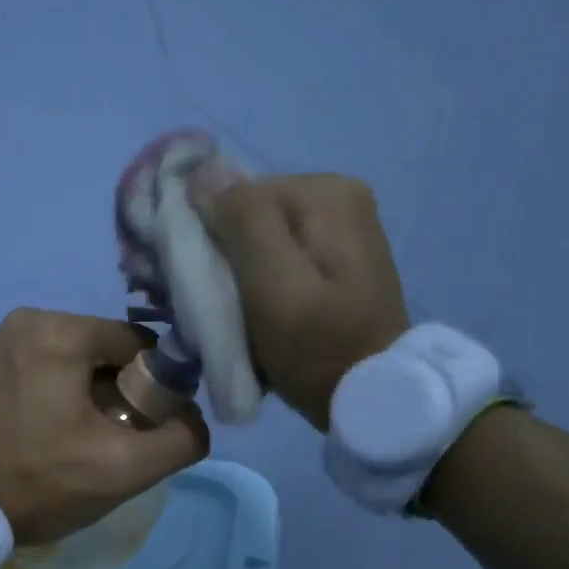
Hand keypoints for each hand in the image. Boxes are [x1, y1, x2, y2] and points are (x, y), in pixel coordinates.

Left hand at [0, 309, 209, 544]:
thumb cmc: (40, 483)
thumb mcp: (124, 469)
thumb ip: (180, 439)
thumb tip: (194, 420)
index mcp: (60, 330)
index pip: (140, 345)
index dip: (157, 387)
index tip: (147, 428)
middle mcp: (31, 319)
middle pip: (110, 351)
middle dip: (125, 392)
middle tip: (115, 438)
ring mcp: (6, 338)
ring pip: (82, 360)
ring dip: (97, 395)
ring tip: (85, 440)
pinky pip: (52, 366)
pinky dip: (67, 393)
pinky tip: (60, 431)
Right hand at [192, 174, 410, 431]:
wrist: (372, 397)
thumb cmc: (318, 346)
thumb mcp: (274, 286)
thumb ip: (242, 222)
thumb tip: (202, 172)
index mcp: (325, 192)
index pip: (234, 195)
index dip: (206, 236)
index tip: (197, 285)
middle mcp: (336, 195)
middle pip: (246, 215)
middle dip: (220, 254)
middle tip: (212, 304)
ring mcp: (338, 225)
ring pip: (256, 236)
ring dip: (234, 270)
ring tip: (231, 312)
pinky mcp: (334, 255)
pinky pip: (275, 253)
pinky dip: (255, 278)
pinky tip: (253, 308)